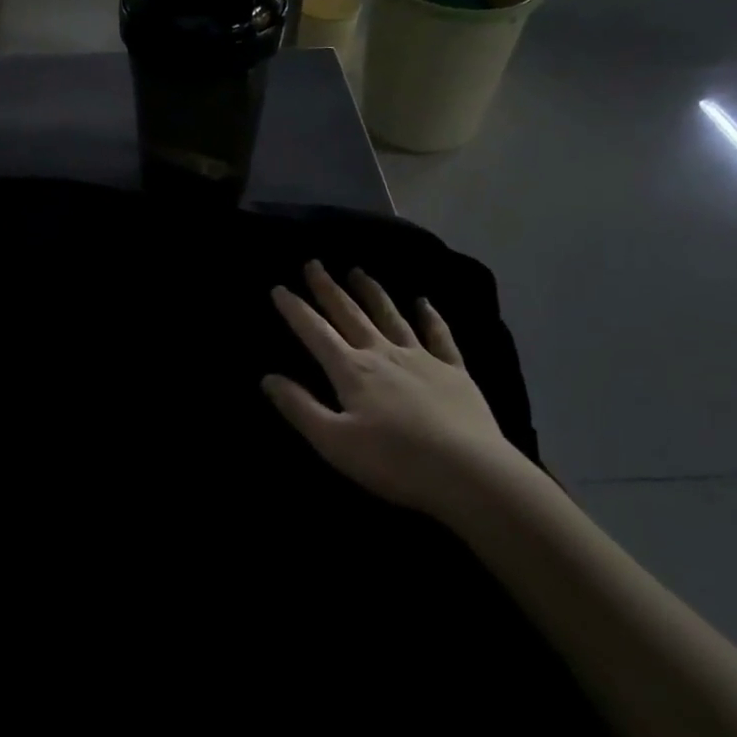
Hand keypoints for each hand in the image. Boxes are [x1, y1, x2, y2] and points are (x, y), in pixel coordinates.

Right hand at [263, 262, 539, 518]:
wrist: (469, 472)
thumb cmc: (394, 461)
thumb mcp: (334, 442)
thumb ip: (300, 408)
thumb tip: (268, 378)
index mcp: (352, 371)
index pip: (315, 333)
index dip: (295, 310)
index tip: (279, 287)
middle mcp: (383, 354)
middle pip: (350, 314)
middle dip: (329, 289)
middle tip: (314, 263)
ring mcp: (421, 358)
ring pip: (390, 316)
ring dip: (371, 292)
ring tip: (357, 271)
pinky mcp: (454, 371)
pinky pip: (439, 335)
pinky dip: (430, 316)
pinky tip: (423, 301)